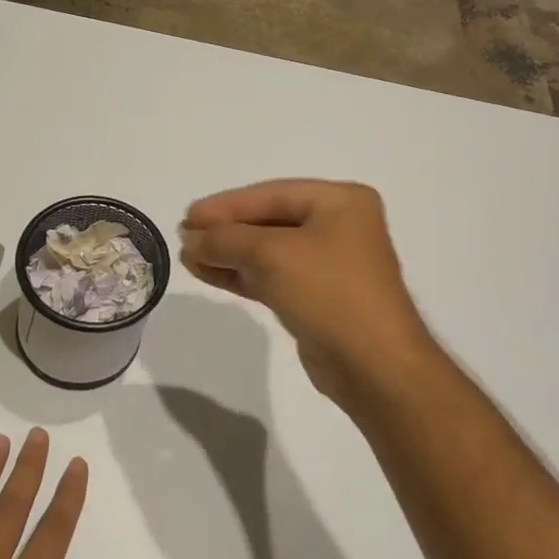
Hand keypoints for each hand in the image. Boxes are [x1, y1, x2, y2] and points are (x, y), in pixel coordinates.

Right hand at [179, 180, 436, 410]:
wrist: (373, 365)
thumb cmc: (329, 292)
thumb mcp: (272, 255)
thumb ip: (227, 240)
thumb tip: (191, 239)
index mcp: (341, 201)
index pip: (271, 194)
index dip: (226, 205)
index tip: (187, 216)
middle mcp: (339, 226)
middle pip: (270, 221)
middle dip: (226, 231)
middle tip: (185, 237)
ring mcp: (331, 263)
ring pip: (269, 251)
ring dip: (229, 254)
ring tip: (188, 257)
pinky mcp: (319, 296)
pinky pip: (274, 276)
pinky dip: (243, 274)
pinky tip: (209, 273)